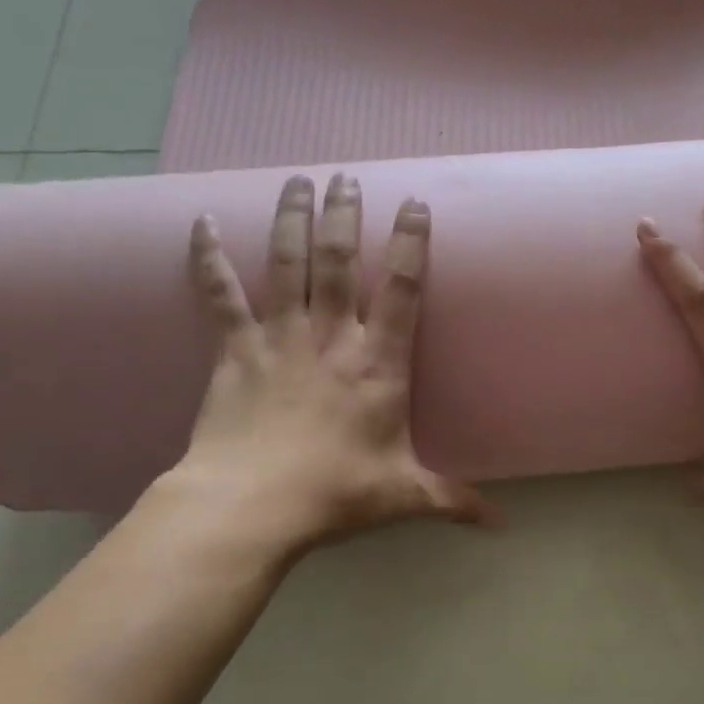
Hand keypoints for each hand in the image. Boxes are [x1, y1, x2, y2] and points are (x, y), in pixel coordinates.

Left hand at [167, 172, 487, 555]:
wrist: (251, 505)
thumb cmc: (335, 494)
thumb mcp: (405, 496)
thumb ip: (455, 501)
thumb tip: (502, 527)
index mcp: (378, 364)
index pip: (402, 290)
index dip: (412, 244)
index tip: (416, 204)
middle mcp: (332, 337)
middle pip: (340, 262)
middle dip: (346, 216)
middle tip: (347, 176)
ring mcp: (280, 338)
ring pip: (288, 264)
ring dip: (293, 219)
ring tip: (299, 179)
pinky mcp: (235, 350)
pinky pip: (221, 295)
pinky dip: (208, 258)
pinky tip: (201, 223)